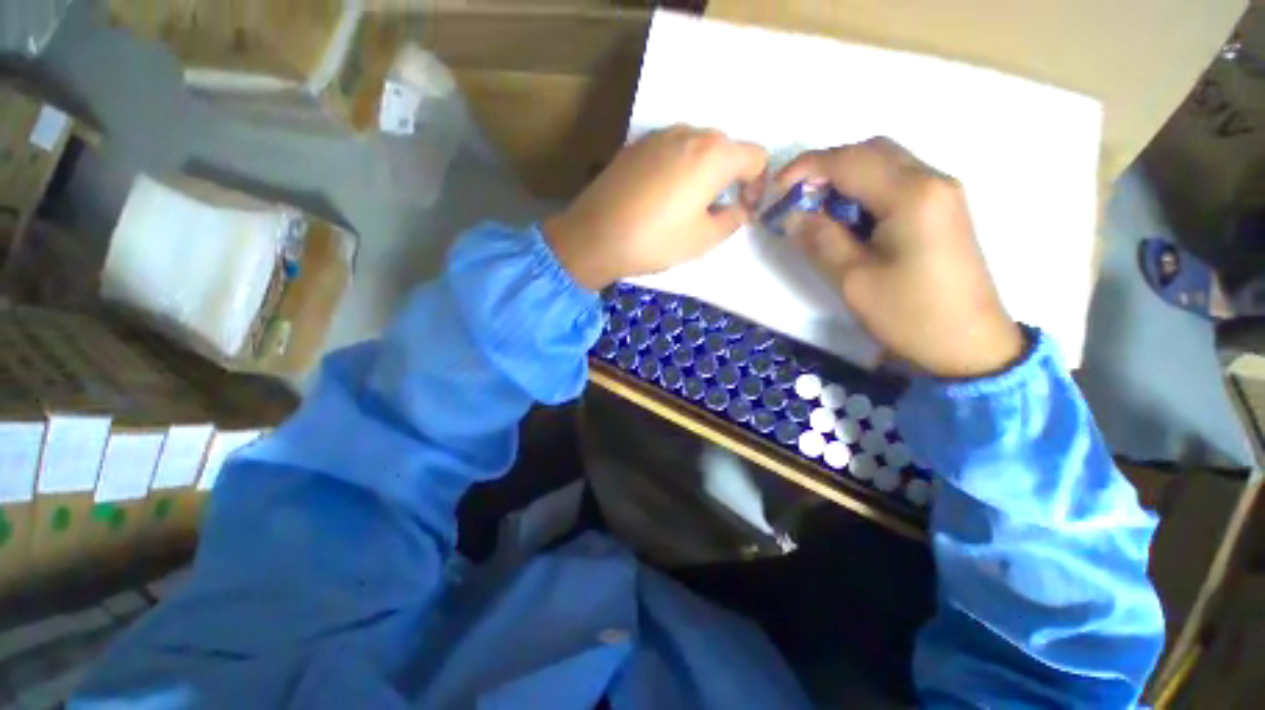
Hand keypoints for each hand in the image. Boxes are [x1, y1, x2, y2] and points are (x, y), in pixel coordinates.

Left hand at [545, 126, 767, 290]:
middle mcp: (689, 133)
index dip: (758, 184)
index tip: (744, 208)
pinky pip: (670, 151)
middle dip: (730, 176)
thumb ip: (732, 219)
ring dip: (703, 171)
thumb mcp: (703, 239)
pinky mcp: (635, 145)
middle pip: (726, 148)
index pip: (756, 157)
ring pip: (696, 147)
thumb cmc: (656, 240)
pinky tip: (661, 196)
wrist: (595, 236)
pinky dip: (678, 168)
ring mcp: (659, 136)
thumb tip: (740, 207)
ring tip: (687, 204)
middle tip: (716, 209)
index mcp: (714, 154)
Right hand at [777, 137, 1022, 378]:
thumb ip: (821, 239)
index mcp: (911, 195)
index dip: (806, 168)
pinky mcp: (942, 209)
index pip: (849, 161)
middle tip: (796, 198)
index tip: (776, 188)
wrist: (968, 344)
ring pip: (885, 163)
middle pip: (871, 151)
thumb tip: (792, 215)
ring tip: (816, 209)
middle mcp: (932, 180)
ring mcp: (941, 193)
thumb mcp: (854, 279)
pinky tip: (847, 217)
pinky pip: (897, 182)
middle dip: (826, 167)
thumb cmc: (909, 314)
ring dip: (845, 177)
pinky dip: (864, 189)